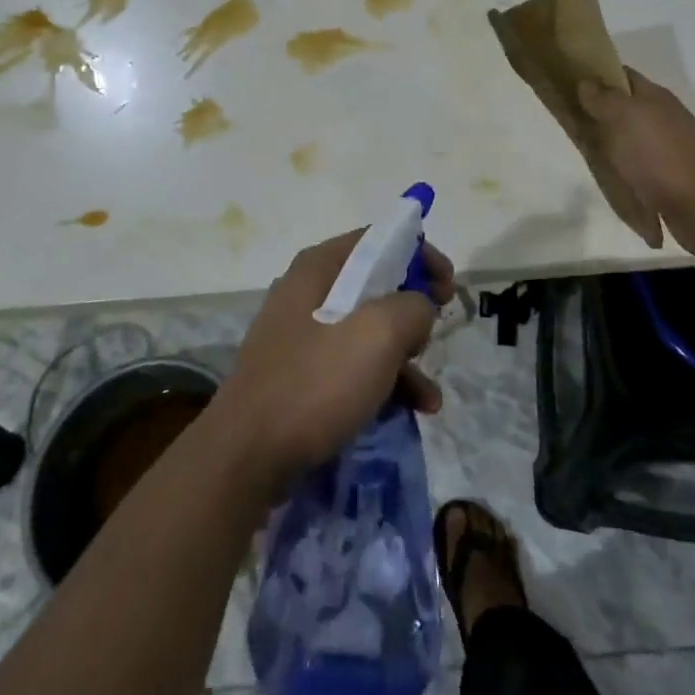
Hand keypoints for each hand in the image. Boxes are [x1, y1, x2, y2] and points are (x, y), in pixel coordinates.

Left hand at [213, 230, 454, 497]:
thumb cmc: (315, 382)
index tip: (448, 287)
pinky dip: (383, 380)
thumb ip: (412, 307)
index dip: (420, 254)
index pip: (379, 238)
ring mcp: (300, 334)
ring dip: (404, 355)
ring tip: (429, 395)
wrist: (246, 457)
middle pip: (375, 283)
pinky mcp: (299, 374)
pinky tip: (411, 411)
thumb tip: (418, 309)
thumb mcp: (378, 335)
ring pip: (366, 329)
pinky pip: (351, 364)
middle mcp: (307, 290)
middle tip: (437, 331)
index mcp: (320, 266)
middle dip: (414, 308)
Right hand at [579, 68, 694, 262]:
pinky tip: (608, 177)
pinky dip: (621, 170)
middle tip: (567, 120)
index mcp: (654, 98)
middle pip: (623, 107)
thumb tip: (586, 82)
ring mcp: (667, 149)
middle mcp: (662, 118)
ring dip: (609, 144)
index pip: (622, 75)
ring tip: (582, 151)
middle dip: (597, 112)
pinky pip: (636, 167)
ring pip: (628, 139)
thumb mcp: (625, 118)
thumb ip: (604, 99)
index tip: (566, 80)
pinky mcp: (668, 178)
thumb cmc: (660, 155)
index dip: (596, 74)